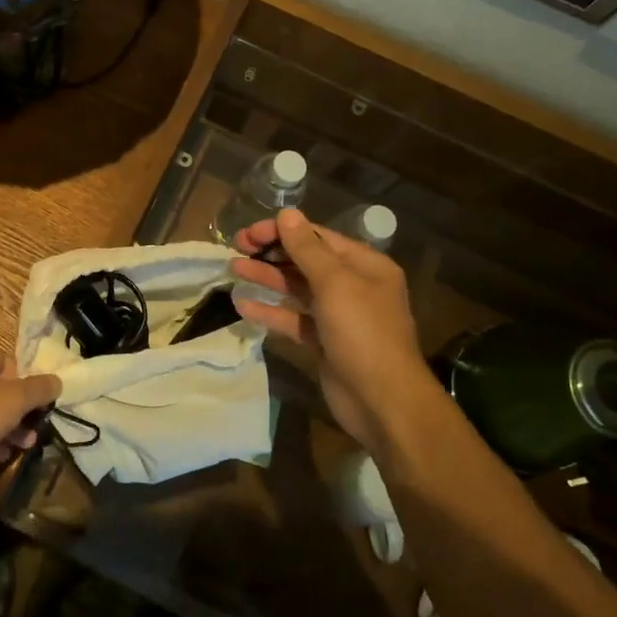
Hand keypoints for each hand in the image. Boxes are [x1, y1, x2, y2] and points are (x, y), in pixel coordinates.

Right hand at [229, 209, 440, 451]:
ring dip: (267, 279)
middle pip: (305, 261)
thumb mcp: (335, 284)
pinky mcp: (324, 342)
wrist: (383, 402)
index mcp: (365, 265)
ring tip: (234, 270)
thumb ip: (307, 249)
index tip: (248, 233)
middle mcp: (353, 286)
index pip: (318, 237)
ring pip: (297, 290)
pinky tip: (243, 307)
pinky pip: (293, 319)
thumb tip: (287, 214)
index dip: (282, 231)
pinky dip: (270, 312)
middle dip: (271, 254)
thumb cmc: (363, 334)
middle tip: (235, 248)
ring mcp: (338, 316)